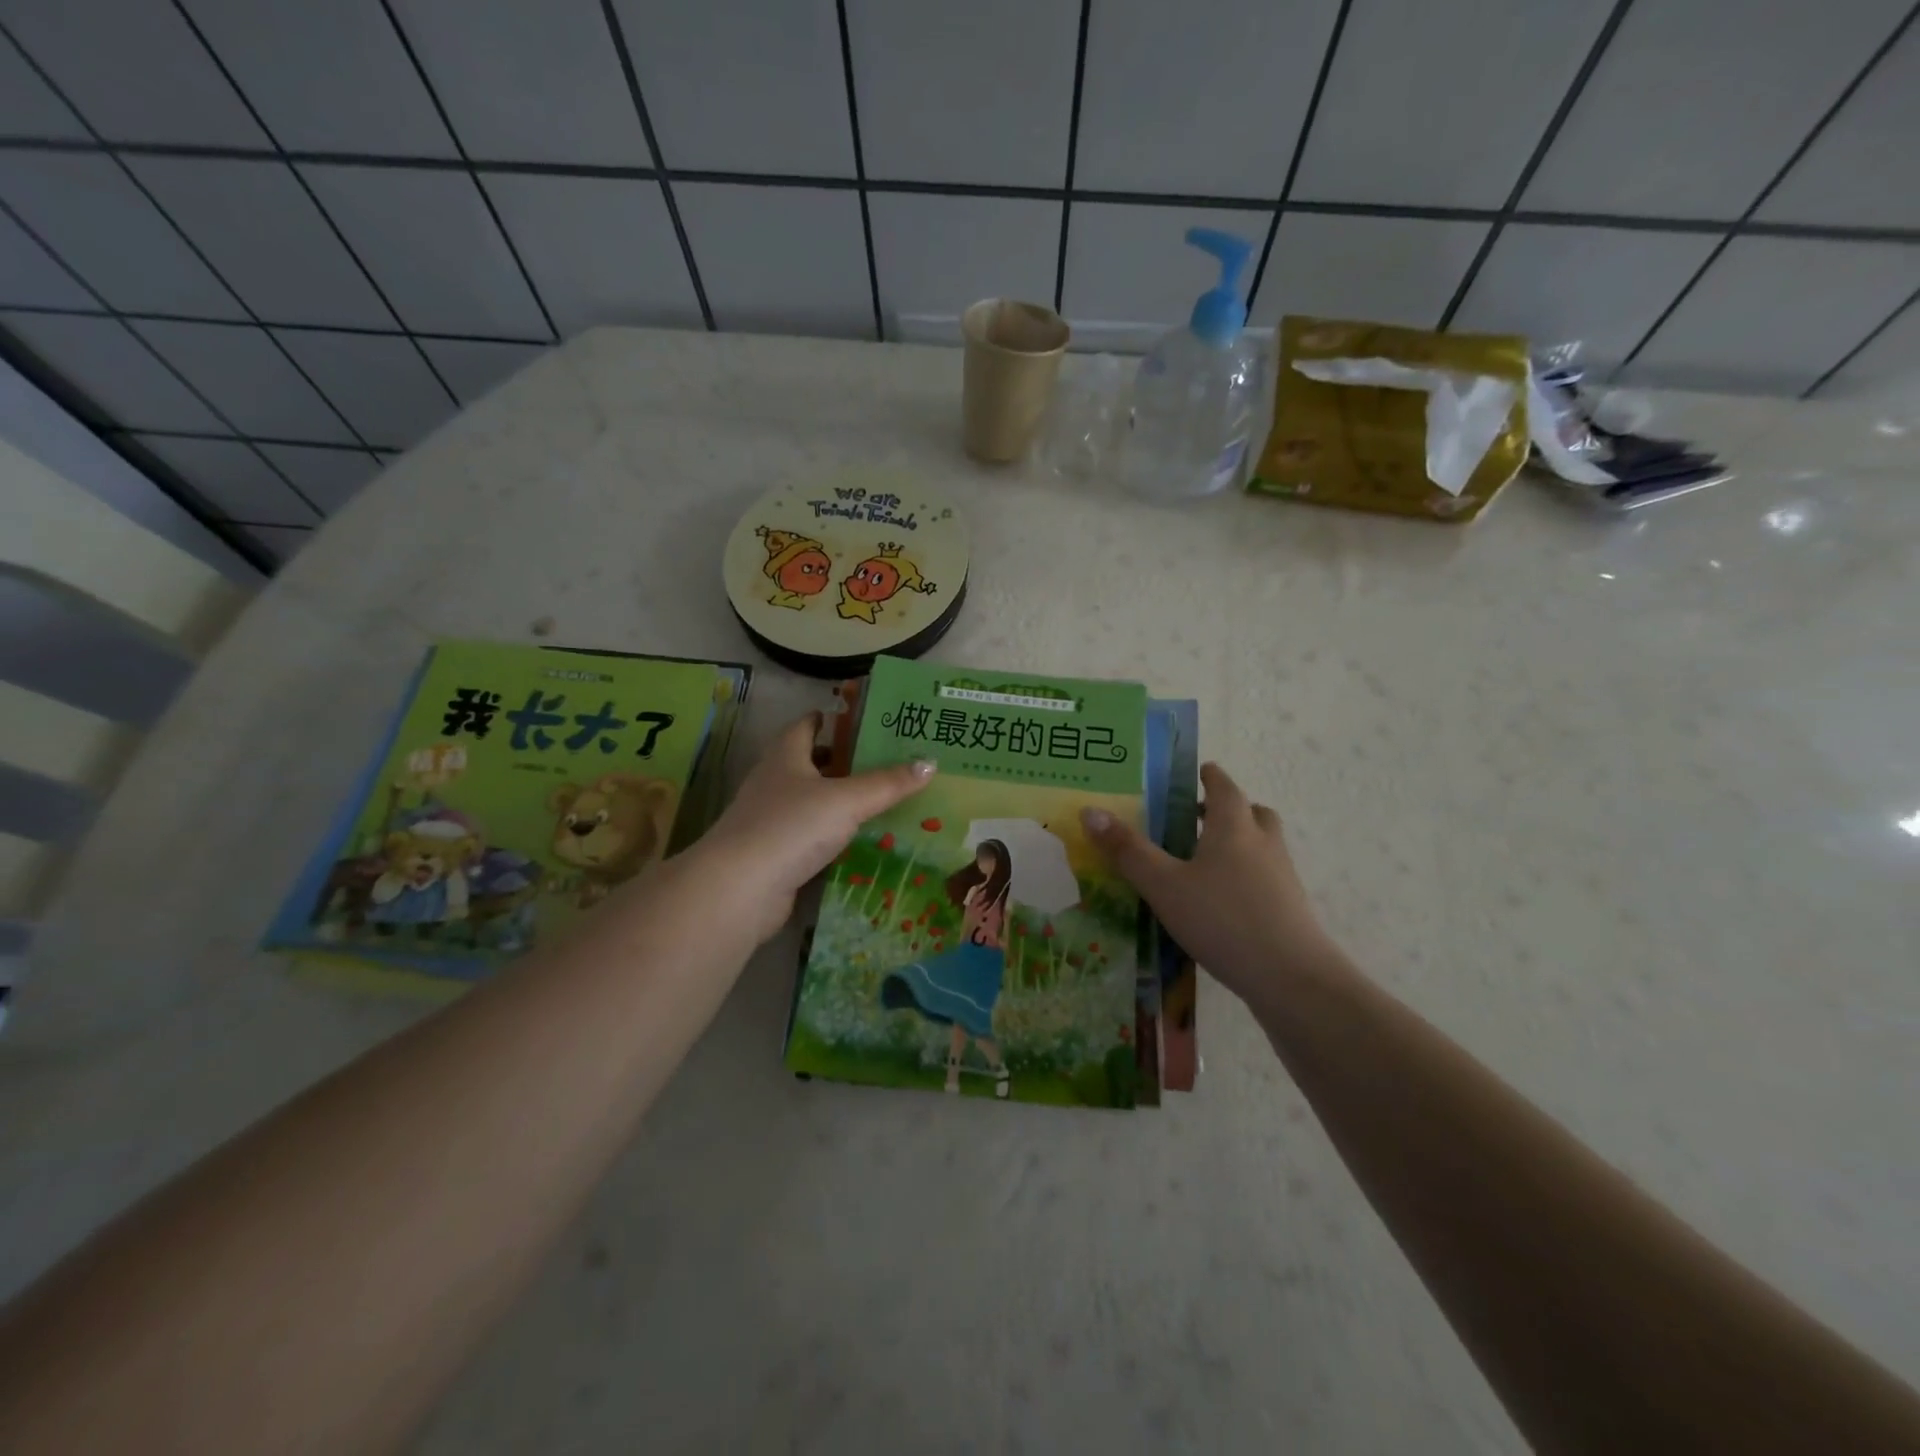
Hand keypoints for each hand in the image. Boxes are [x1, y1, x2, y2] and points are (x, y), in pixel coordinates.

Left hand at [692, 713, 934, 943]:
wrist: (741, 888)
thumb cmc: (792, 827)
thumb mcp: (847, 800)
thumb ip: (887, 783)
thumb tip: (929, 762)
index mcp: (785, 756)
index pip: (806, 726)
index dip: (830, 719)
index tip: (860, 719)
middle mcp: (774, 782)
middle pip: (809, 763)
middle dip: (842, 761)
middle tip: (884, 761)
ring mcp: (771, 820)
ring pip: (810, 802)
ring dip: (838, 800)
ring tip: (880, 800)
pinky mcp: (775, 853)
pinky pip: (810, 836)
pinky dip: (832, 836)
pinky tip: (859, 842)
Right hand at [1080, 764, 1343, 1006]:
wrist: (1291, 977)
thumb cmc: (1222, 919)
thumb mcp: (1163, 885)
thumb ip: (1128, 850)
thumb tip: (1090, 811)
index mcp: (1234, 827)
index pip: (1224, 787)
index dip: (1210, 776)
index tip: (1199, 771)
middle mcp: (1263, 843)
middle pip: (1252, 813)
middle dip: (1228, 809)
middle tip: (1200, 816)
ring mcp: (1282, 876)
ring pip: (1263, 845)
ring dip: (1241, 841)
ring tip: (1208, 860)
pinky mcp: (1290, 908)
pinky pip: (1267, 877)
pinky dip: (1248, 875)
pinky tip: (1224, 901)